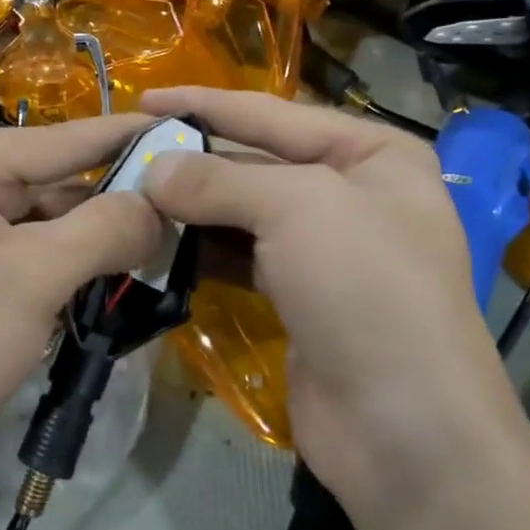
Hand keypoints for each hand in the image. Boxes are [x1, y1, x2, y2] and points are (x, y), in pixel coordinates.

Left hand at [0, 115, 163, 515]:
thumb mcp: (34, 277)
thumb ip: (105, 228)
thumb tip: (161, 204)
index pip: (63, 138)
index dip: (130, 137)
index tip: (193, 130)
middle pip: (57, 178)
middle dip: (118, 199)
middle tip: (190, 209)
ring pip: (49, 216)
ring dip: (98, 236)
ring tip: (164, 246)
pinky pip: (32, 248)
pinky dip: (72, 262)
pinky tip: (115, 274)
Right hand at [140, 88, 529, 524]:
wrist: (404, 430)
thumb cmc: (364, 289)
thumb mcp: (297, 208)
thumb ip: (219, 179)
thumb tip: (152, 169)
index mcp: (373, 152)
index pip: (274, 113)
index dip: (206, 103)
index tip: (144, 99)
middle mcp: (353, 192)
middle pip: (257, 161)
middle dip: (194, 159)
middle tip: (125, 154)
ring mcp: (327, 248)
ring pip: (245, 211)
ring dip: (192, 206)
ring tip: (129, 196)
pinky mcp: (299, 296)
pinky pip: (242, 255)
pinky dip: (203, 248)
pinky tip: (159, 242)